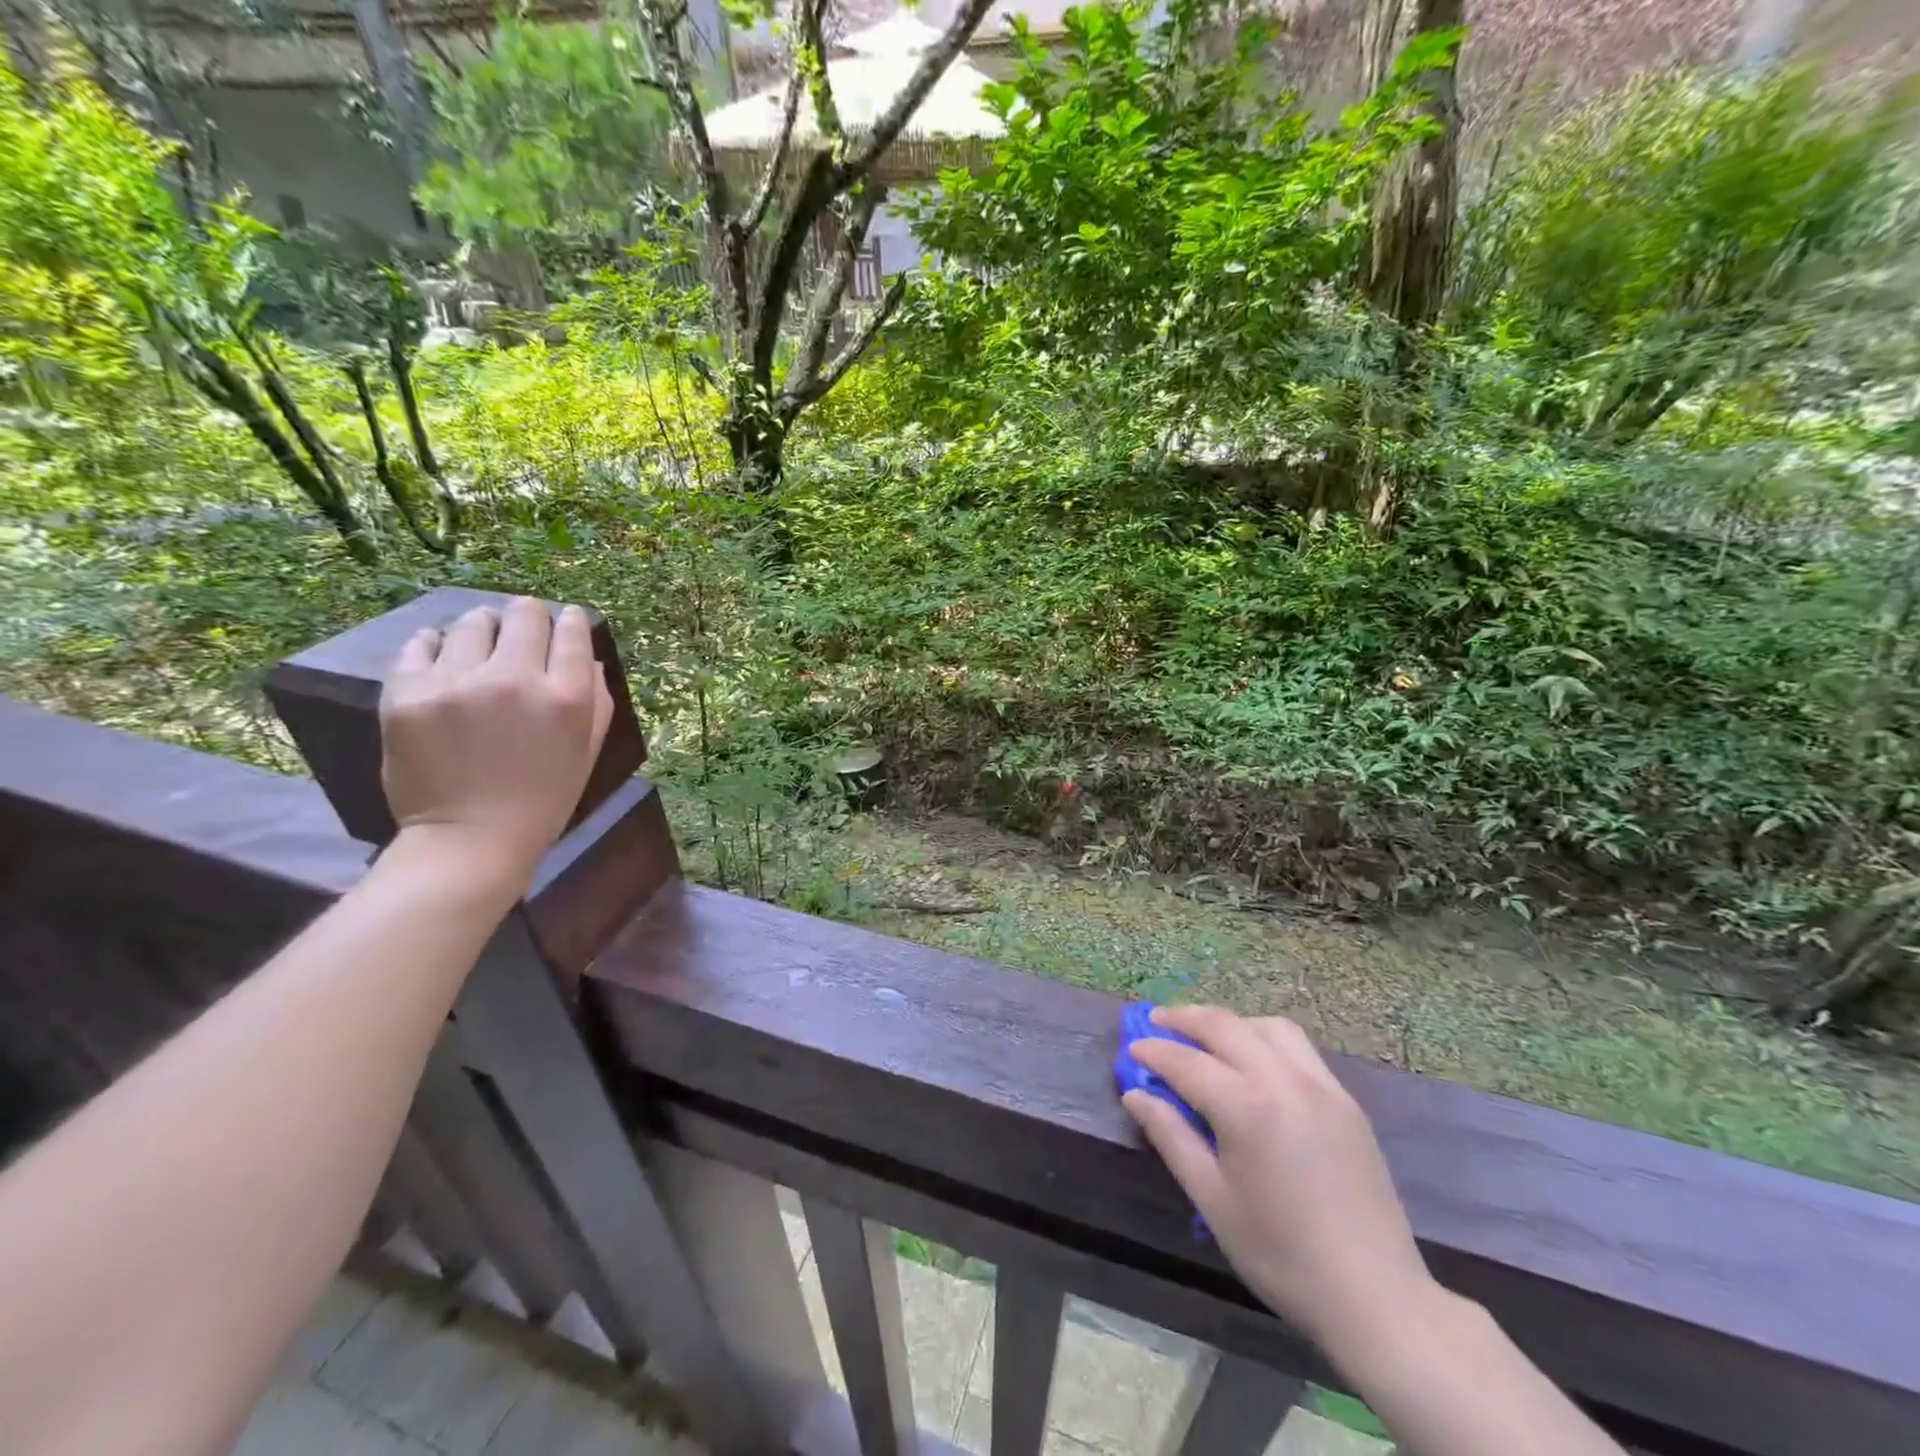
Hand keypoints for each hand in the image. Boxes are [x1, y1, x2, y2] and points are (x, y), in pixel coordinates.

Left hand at [380, 597, 613, 886]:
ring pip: (473, 621)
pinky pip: (422, 643)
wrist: (471, 839)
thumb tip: (587, 656)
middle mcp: (515, 679)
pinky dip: (436, 645)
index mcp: (567, 696)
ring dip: (484, 628)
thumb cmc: (544, 798)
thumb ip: (596, 699)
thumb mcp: (588, 750)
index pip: (572, 629)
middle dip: (529, 617)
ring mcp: (457, 683)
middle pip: (524, 613)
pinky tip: (444, 659)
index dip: (570, 621)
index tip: (565, 624)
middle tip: (522, 633)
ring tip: (480, 646)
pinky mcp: (408, 693)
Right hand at [1122, 1007, 1432, 1357]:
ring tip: (1205, 1038)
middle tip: (1156, 1022)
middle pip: (1225, 1026)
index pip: (1187, 1061)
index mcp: (1248, 1108)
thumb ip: (1171, 1137)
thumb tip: (1135, 1094)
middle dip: (1185, 1018)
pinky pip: (1298, 1047)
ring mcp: (1321, 1085)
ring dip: (1229, 1023)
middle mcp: (1285, 1081)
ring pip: (1266, 1026)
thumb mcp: (1212, 1200)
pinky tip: (1252, 1061)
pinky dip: (1264, 1038)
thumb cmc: (1281, 1256)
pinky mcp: (1345, 1099)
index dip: (1154, 1051)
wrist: (1377, 1298)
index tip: (1132, 1049)